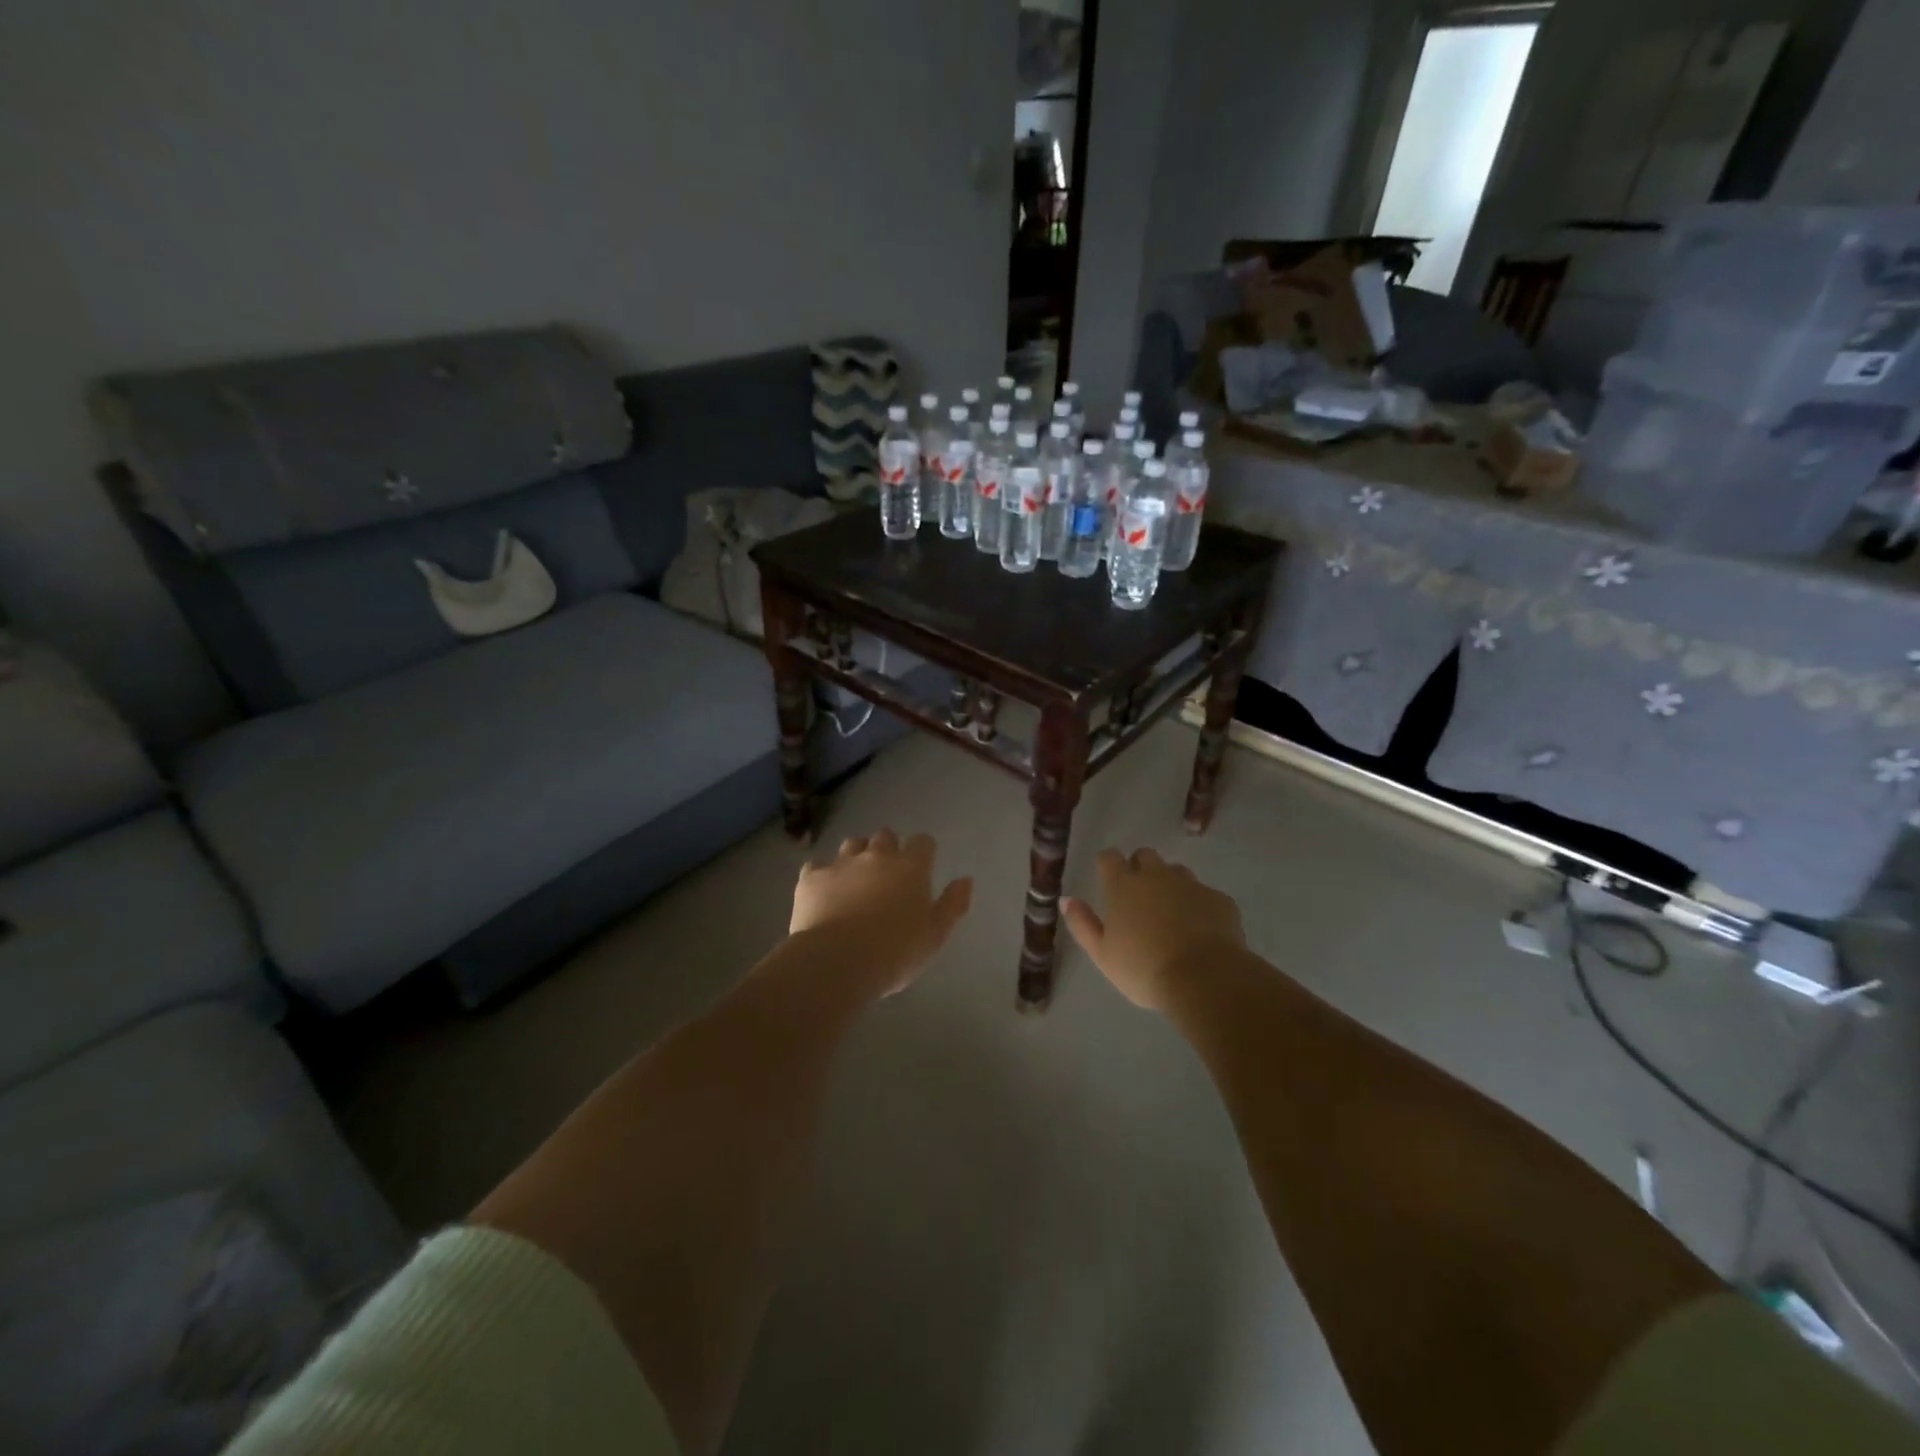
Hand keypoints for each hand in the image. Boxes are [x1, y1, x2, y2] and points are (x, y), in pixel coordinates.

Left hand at [790, 830, 972, 996]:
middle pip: (885, 836)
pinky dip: (822, 875)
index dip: (923, 851)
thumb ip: (952, 905)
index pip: (923, 842)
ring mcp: (841, 864)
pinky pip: (817, 866)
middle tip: (887, 876)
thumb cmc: (895, 952)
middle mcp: (876, 856)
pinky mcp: (811, 878)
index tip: (922, 867)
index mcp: (911, 867)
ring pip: (851, 844)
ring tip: (855, 880)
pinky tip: (823, 893)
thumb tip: (965, 880)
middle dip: (887, 849)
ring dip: (856, 855)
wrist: (838, 960)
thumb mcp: (935, 936)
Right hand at [1062, 847, 1244, 1010]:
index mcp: (1123, 886)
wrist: (1205, 979)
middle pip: (1145, 856)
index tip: (1107, 876)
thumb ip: (1082, 923)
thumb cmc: (1144, 969)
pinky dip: (1199, 906)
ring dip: (1170, 884)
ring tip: (1171, 914)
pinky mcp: (1219, 899)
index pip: (1109, 857)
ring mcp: (1191, 885)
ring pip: (1177, 871)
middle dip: (1140, 868)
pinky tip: (1200, 930)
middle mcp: (1156, 876)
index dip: (1107, 863)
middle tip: (1139, 898)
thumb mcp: (1102, 954)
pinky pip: (1205, 894)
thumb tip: (1067, 899)